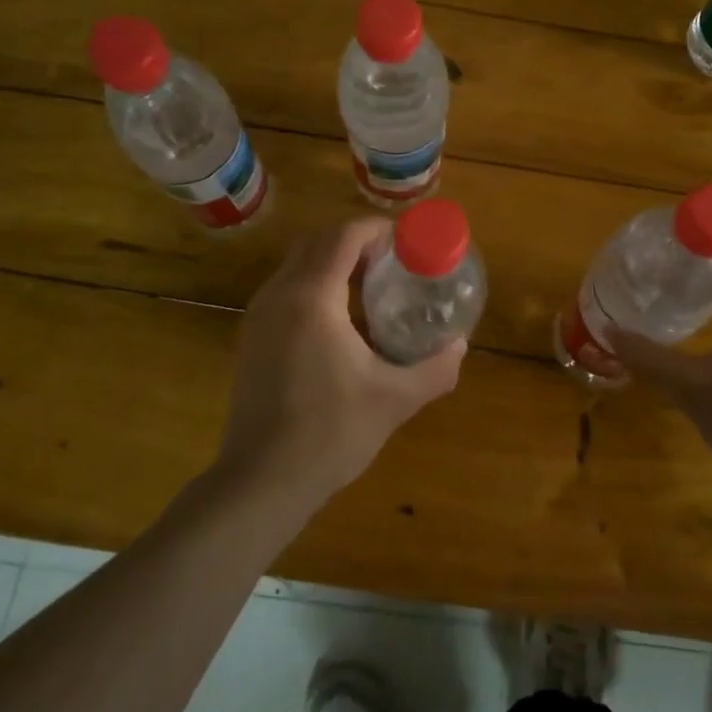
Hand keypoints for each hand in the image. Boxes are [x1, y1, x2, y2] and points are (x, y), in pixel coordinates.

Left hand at [218, 218, 466, 503]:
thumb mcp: (394, 400)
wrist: (261, 481)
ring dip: (333, 262)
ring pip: (297, 264)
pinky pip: (286, 289)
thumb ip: (434, 368)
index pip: (343, 237)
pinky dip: (315, 284)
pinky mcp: (251, 337)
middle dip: (355, 241)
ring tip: (372, 287)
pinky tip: (341, 321)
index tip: (407, 240)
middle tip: (393, 261)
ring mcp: (258, 316)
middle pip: (317, 242)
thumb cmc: (329, 434)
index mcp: (311, 299)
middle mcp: (279, 295)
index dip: (376, 229)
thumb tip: (460, 346)